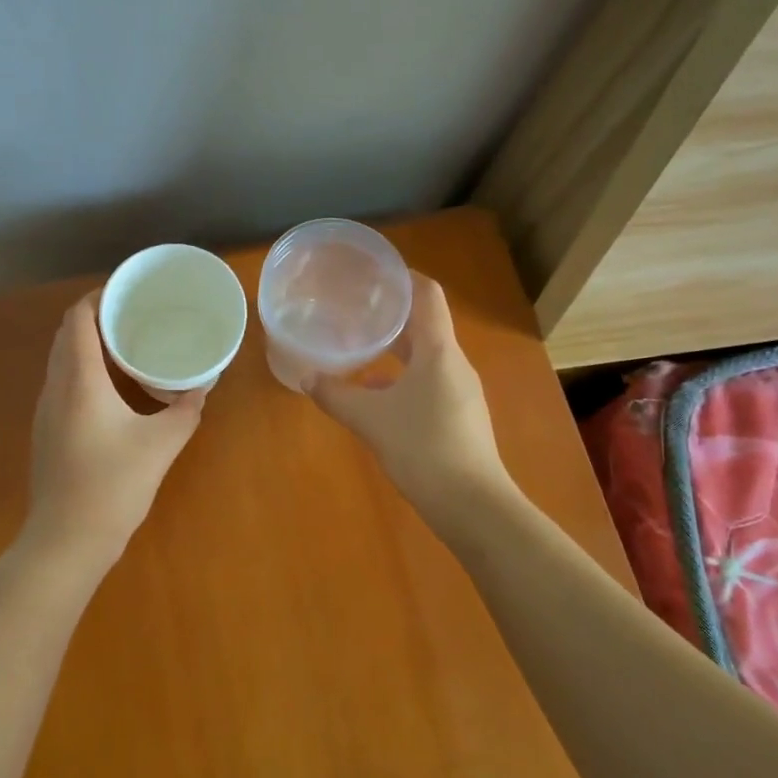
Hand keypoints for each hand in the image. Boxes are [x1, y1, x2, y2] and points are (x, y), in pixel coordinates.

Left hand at [22, 292, 205, 560]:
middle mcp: (56, 388)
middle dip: (96, 318)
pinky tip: (112, 389)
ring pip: (62, 361)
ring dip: (88, 345)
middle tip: (134, 316)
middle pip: (67, 335)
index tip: (128, 292)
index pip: (78, 319)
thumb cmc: (113, 486)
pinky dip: (83, 371)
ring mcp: (46, 412)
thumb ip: (185, 411)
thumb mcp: (161, 445)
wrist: (66, 541)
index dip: (98, 298)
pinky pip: (62, 384)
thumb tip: (199, 390)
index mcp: (80, 381)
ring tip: (126, 346)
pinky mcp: (47, 432)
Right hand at [311, 273, 510, 516]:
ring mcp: (461, 392)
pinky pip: (429, 383)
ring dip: (396, 350)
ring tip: (360, 349)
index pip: (428, 296)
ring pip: (426, 358)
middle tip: (357, 309)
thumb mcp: (371, 419)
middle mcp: (454, 364)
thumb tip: (306, 377)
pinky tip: (376, 396)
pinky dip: (403, 379)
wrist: (472, 505)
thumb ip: (336, 395)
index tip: (377, 272)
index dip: (405, 278)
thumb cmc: (423, 448)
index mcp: (439, 351)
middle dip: (393, 316)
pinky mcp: (459, 417)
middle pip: (426, 326)